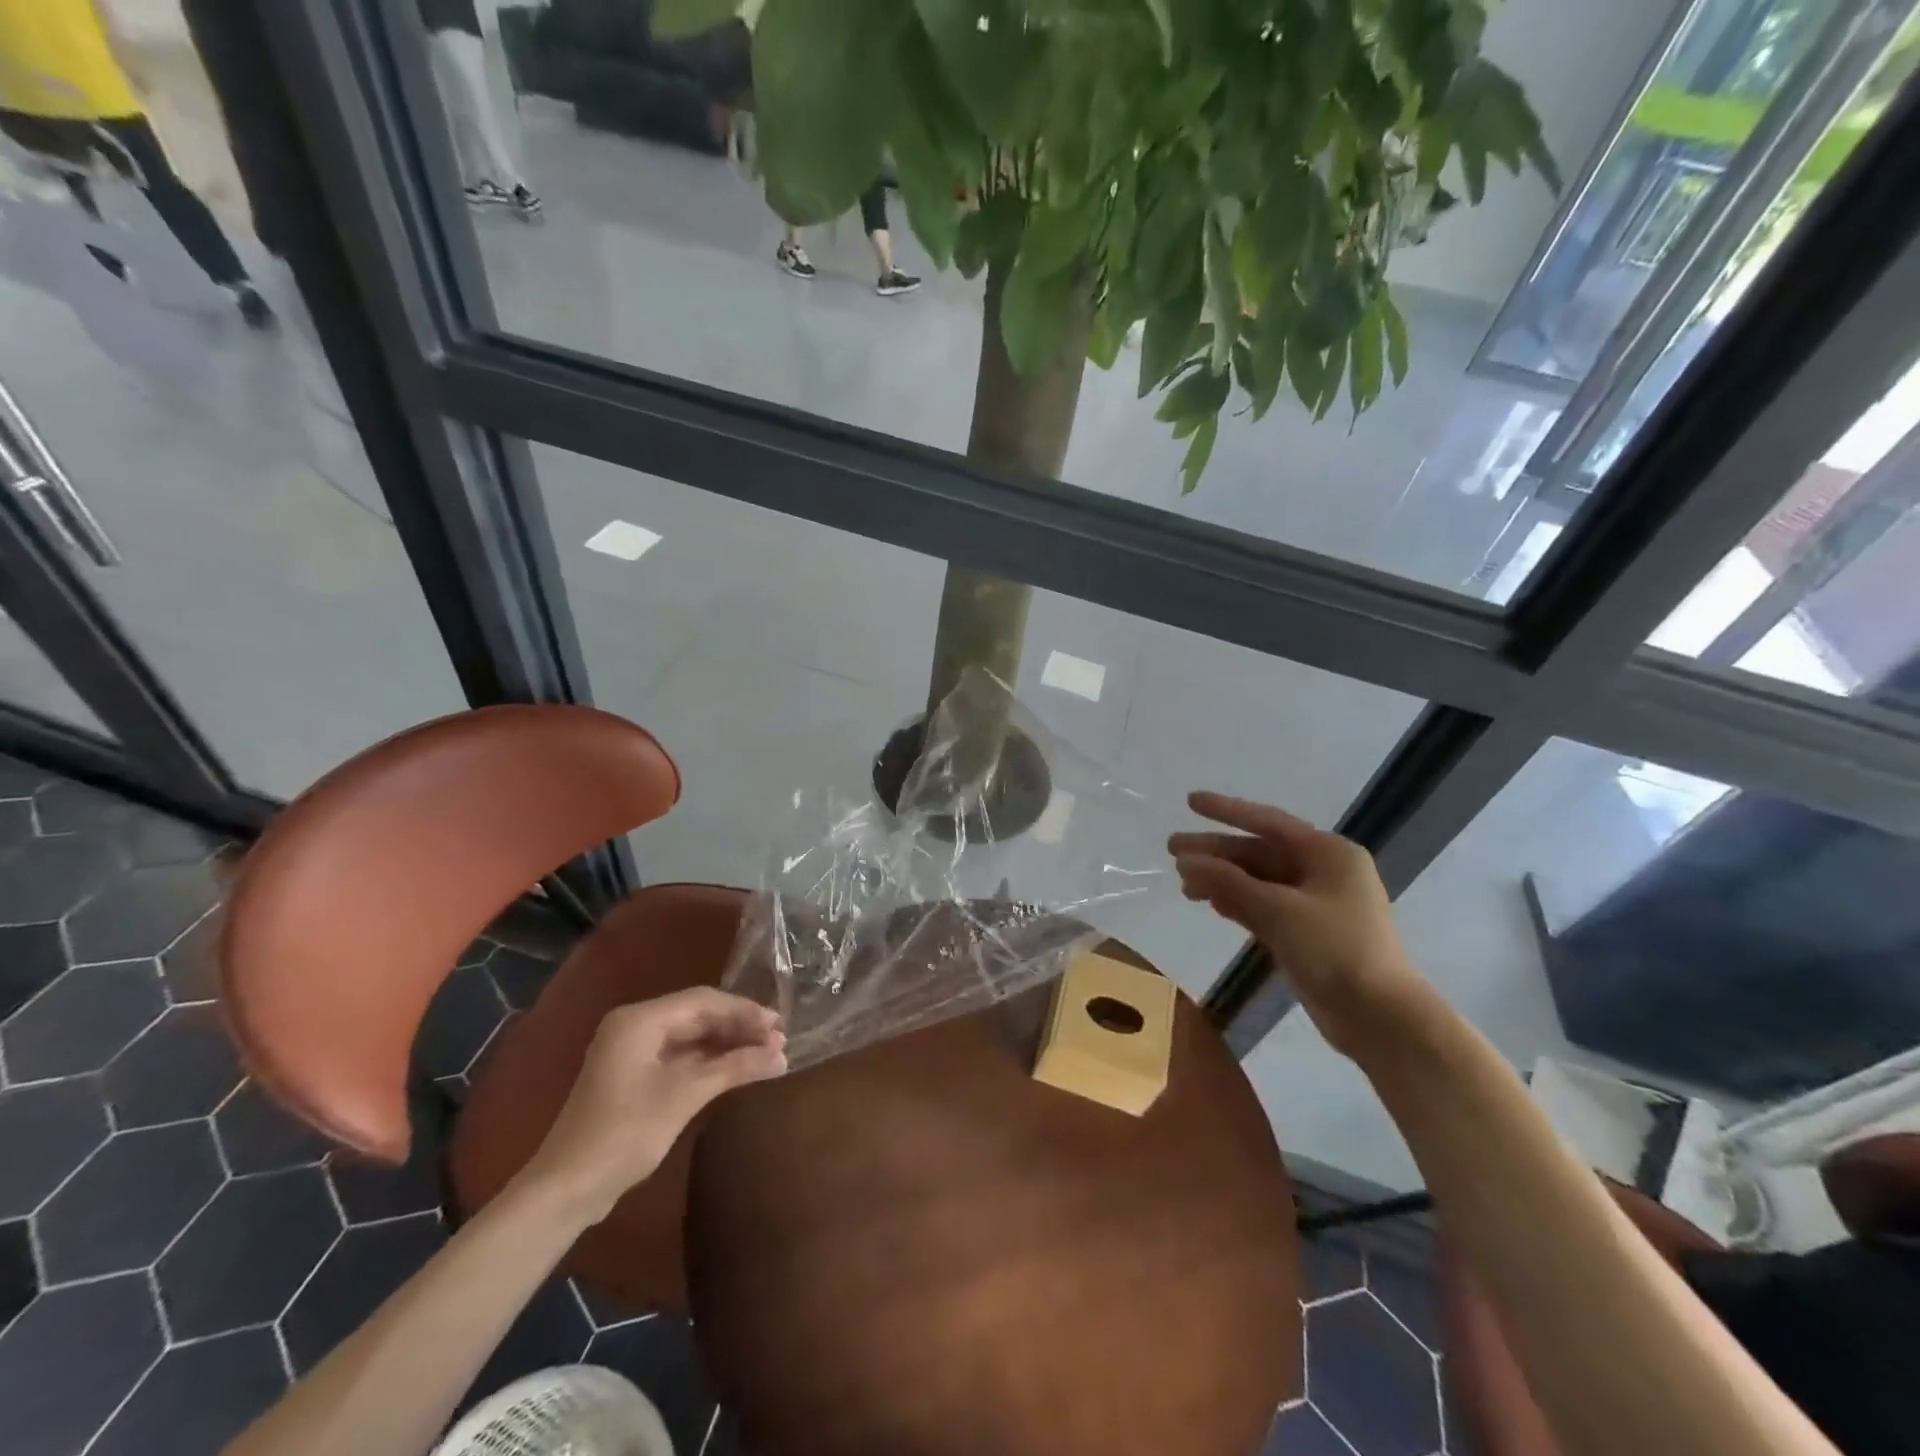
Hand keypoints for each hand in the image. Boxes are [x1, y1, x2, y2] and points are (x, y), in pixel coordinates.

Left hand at [518, 988, 786, 1222]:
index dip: (745, 1011)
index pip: (704, 1000)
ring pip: (691, 1035)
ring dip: (727, 1044)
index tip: (780, 1026)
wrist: (566, 1190)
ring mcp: (633, 1051)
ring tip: (766, 1053)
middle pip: (698, 1014)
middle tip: (779, 1040)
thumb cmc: (624, 1133)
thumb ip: (735, 1067)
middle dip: (739, 1026)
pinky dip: (709, 1061)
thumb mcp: (685, 1096)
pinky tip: (737, 1068)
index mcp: (640, 1019)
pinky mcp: (634, 1076)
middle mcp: (635, 1025)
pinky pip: (681, 1055)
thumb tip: (782, 1054)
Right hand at [1170, 791, 1433, 1058]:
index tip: (1190, 802)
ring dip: (1222, 880)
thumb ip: (1228, 882)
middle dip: (1216, 852)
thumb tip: (1186, 861)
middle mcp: (1323, 871)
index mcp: (1328, 853)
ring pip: (1258, 881)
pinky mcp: (1307, 933)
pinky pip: (1264, 906)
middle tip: (1172, 849)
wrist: (1380, 1018)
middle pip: (1258, 853)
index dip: (1226, 811)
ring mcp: (1315, 904)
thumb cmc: (1335, 950)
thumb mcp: (1278, 910)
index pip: (1268, 822)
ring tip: (1183, 885)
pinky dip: (1237, 903)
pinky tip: (1211, 904)